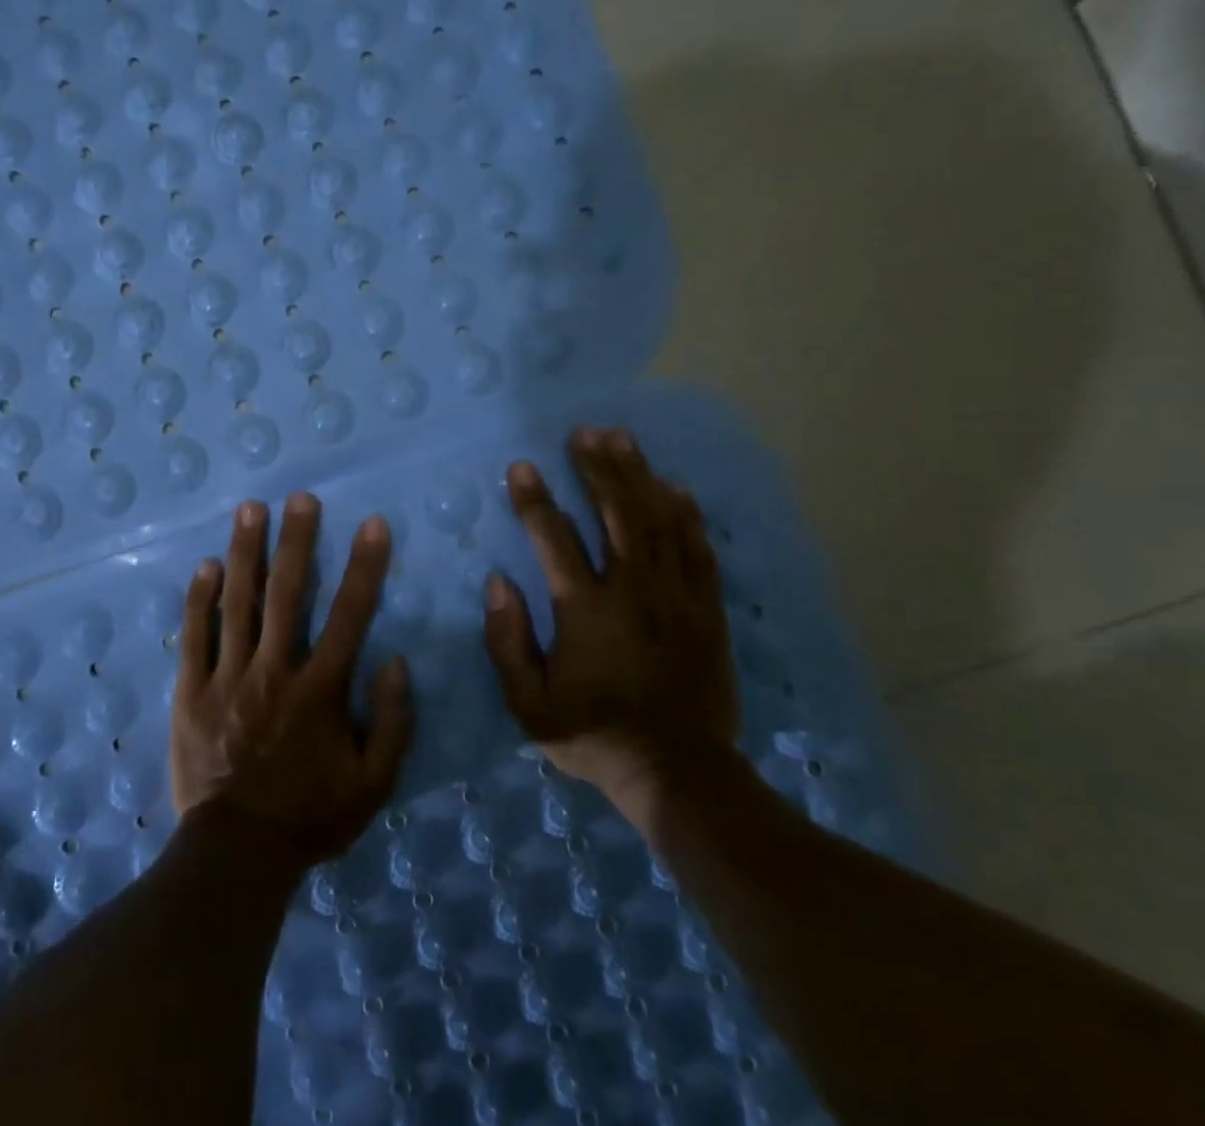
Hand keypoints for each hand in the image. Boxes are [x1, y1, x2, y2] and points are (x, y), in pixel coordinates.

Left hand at [170, 494, 415, 875]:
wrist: (236, 856)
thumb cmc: (310, 817)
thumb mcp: (373, 785)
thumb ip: (393, 723)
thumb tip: (396, 661)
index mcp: (319, 690)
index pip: (349, 615)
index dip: (363, 566)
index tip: (371, 524)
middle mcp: (274, 671)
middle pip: (287, 594)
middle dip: (296, 542)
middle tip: (300, 497)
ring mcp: (227, 678)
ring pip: (238, 604)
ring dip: (245, 552)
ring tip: (250, 508)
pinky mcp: (191, 691)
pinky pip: (195, 636)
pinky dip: (200, 599)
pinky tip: (206, 565)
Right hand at [482, 426, 739, 822]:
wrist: (678, 772)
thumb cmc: (592, 734)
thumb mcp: (528, 702)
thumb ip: (507, 640)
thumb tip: (497, 581)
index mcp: (585, 611)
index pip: (555, 540)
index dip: (535, 500)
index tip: (521, 466)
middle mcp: (633, 592)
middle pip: (616, 515)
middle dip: (598, 469)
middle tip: (585, 433)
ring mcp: (676, 598)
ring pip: (659, 522)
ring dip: (639, 476)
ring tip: (624, 440)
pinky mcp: (707, 611)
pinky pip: (699, 550)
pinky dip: (687, 515)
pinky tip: (676, 488)